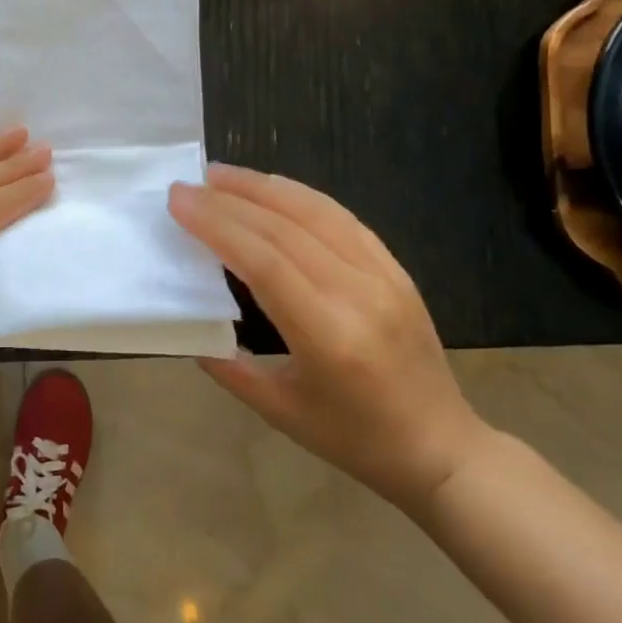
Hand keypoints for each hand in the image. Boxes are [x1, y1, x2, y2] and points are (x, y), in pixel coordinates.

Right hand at [169, 164, 492, 514]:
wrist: (442, 447)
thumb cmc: (354, 438)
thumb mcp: (279, 412)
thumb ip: (227, 365)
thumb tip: (187, 320)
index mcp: (328, 336)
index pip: (264, 261)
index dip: (217, 224)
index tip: (179, 201)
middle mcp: (358, 293)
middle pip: (284, 228)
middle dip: (230, 200)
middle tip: (187, 184)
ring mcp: (383, 275)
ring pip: (315, 211)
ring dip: (263, 187)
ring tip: (221, 175)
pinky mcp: (395, 267)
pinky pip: (342, 218)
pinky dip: (300, 196)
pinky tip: (272, 188)